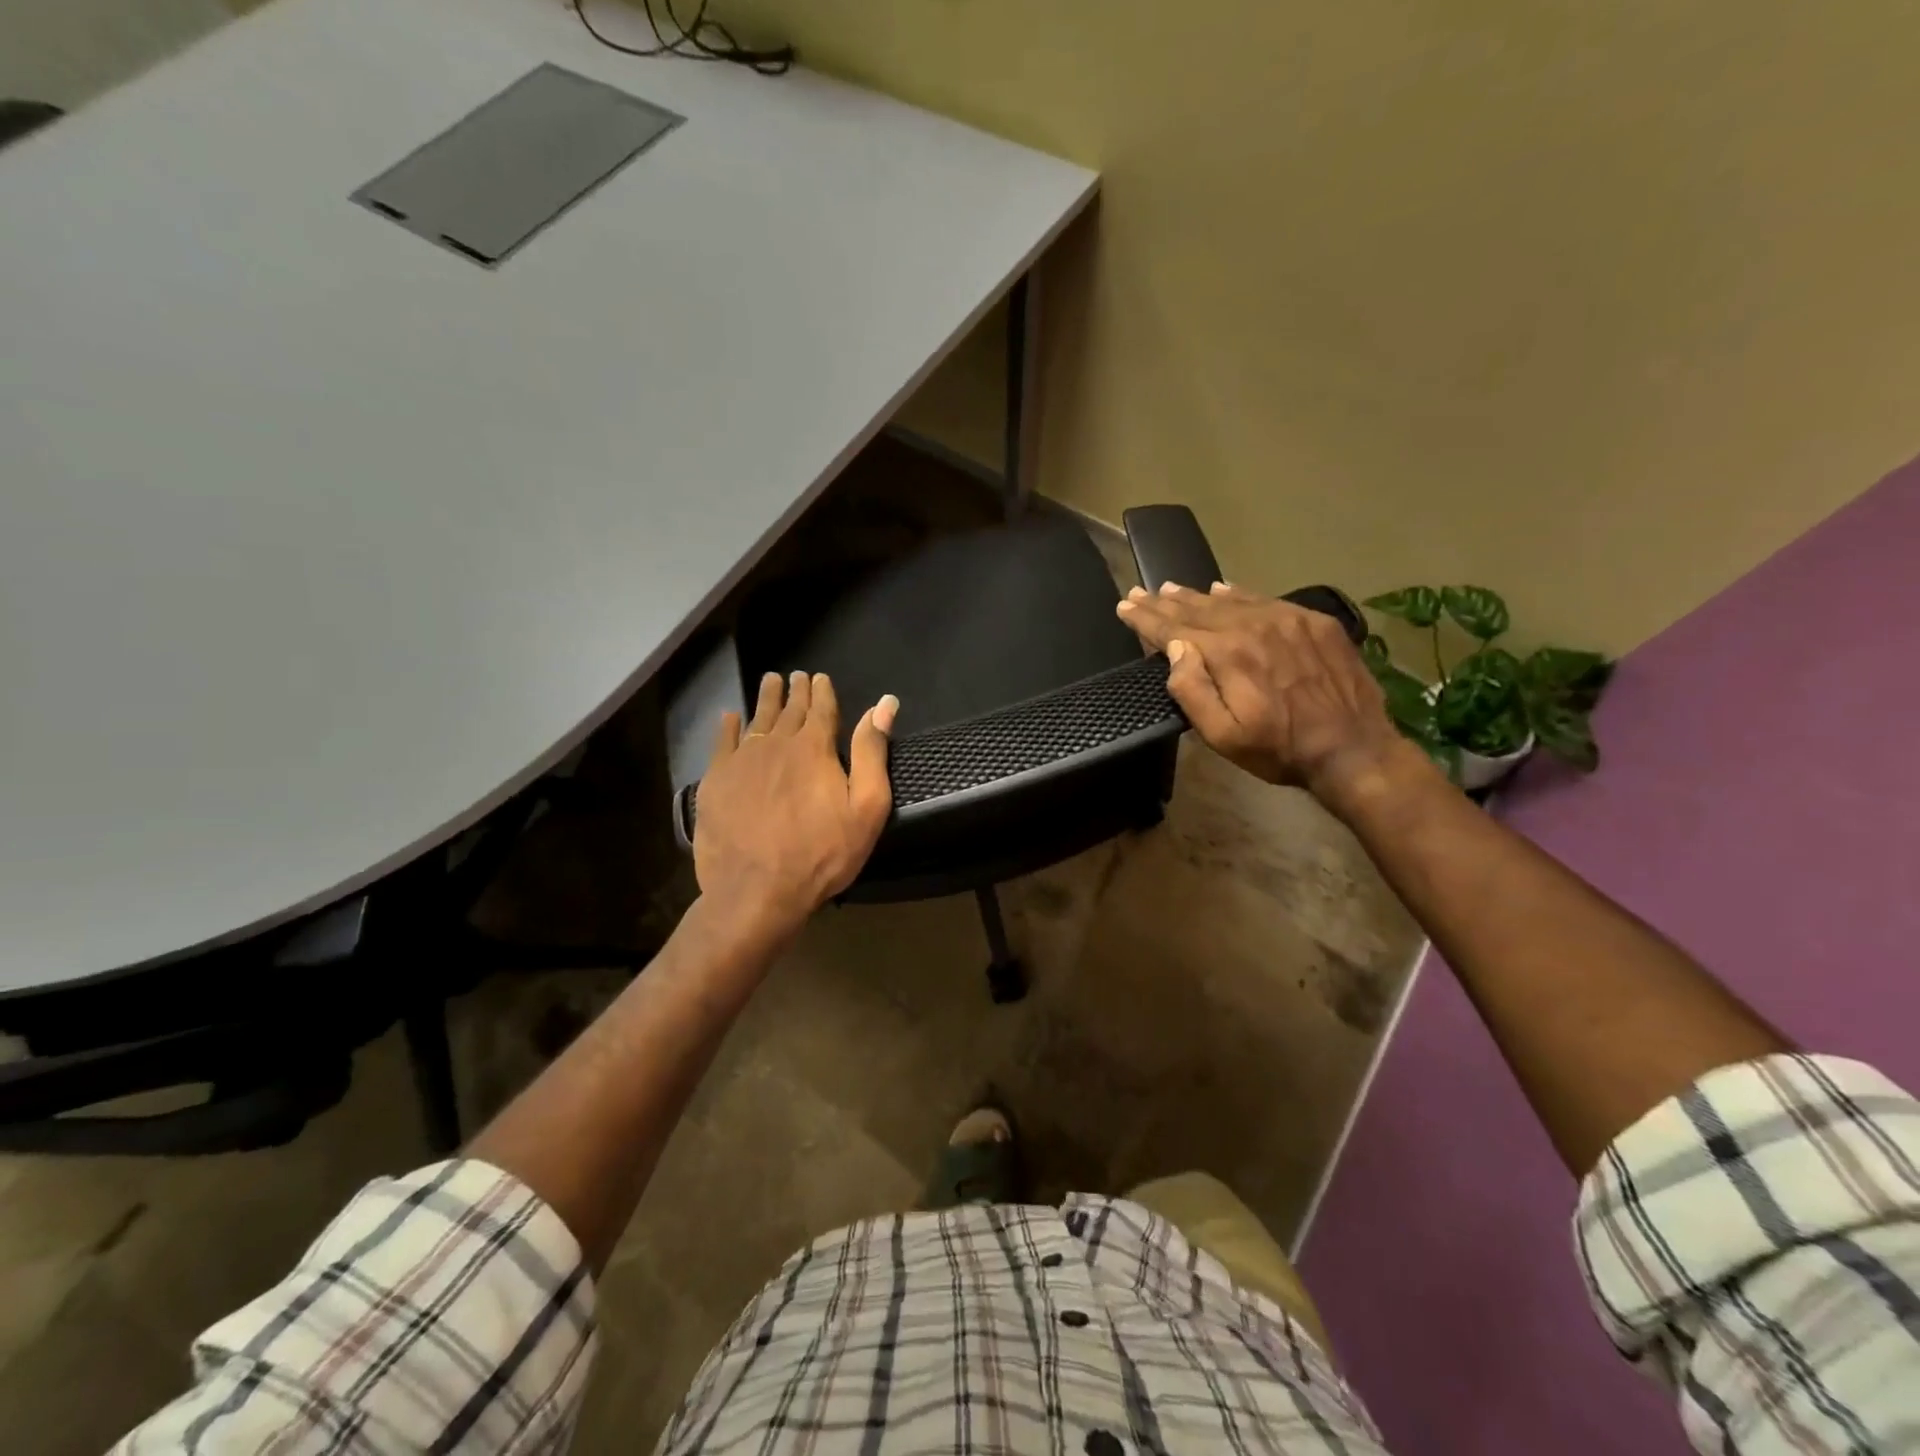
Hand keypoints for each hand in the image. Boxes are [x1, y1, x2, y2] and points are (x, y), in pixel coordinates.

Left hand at [693, 671, 896, 941]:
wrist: (756, 890)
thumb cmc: (821, 853)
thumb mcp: (866, 808)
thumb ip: (872, 753)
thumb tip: (885, 704)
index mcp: (814, 748)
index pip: (821, 708)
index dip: (822, 691)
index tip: (819, 677)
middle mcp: (776, 743)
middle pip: (789, 710)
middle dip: (795, 691)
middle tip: (796, 676)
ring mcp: (741, 760)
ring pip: (756, 719)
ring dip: (765, 699)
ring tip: (769, 682)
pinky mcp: (715, 781)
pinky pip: (722, 742)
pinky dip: (728, 726)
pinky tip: (730, 717)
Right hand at [1116, 581, 1410, 802]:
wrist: (1354, 749)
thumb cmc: (1279, 750)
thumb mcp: (1223, 736)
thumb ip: (1193, 690)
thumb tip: (1175, 649)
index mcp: (1228, 654)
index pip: (1174, 629)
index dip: (1145, 618)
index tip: (1124, 605)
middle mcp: (1254, 626)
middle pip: (1198, 609)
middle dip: (1164, 602)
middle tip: (1140, 592)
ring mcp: (1287, 619)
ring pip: (1230, 601)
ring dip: (1196, 596)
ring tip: (1170, 588)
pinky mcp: (1314, 622)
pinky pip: (1265, 599)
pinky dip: (1238, 594)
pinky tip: (1223, 590)